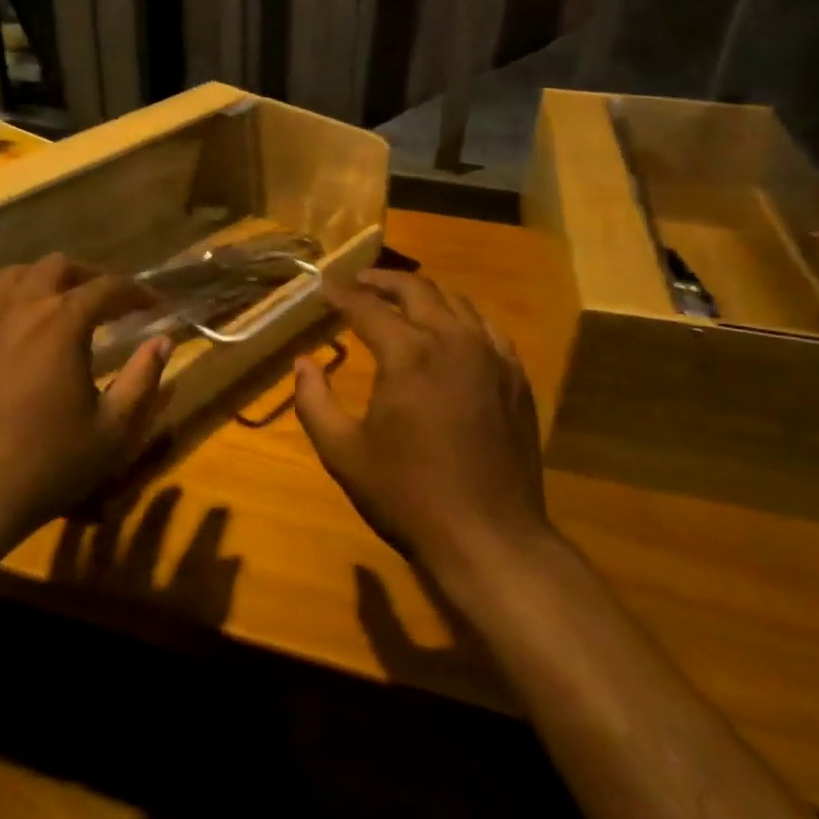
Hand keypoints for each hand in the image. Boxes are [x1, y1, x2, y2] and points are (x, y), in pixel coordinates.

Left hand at [0, 254, 170, 554]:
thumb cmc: (46, 463)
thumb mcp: (113, 430)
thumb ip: (143, 379)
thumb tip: (162, 342)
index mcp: (61, 322)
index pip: (107, 287)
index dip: (137, 292)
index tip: (156, 305)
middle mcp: (18, 308)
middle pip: (56, 267)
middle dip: (88, 276)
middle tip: (108, 301)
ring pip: (13, 277)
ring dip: (45, 282)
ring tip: (61, 306)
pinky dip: (10, 306)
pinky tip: (17, 338)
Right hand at [294, 269, 548, 583]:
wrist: (489, 537)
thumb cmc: (407, 495)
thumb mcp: (343, 453)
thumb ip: (314, 401)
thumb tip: (302, 362)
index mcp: (408, 354)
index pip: (367, 307)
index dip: (342, 294)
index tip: (325, 286)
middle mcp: (452, 340)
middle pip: (416, 289)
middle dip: (383, 281)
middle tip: (360, 282)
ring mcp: (492, 356)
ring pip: (456, 302)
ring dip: (424, 294)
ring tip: (401, 301)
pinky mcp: (516, 377)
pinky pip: (487, 329)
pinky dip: (461, 319)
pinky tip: (451, 332)